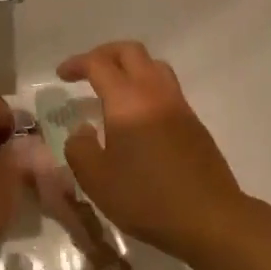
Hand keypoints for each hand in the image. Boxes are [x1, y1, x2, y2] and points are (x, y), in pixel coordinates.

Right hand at [57, 42, 247, 262]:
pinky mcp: (194, 123)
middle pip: (131, 52)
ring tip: (112, 90)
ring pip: (154, 66)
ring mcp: (180, 106)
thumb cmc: (146, 198)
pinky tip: (136, 117)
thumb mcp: (96, 179)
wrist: (209, 217)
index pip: (99, 64)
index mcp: (128, 101)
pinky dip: (146, 88)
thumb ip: (79, 148)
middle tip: (86, 71)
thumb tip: (82, 130)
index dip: (77, 64)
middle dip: (105, 54)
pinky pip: (167, 89)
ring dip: (130, 68)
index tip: (61, 76)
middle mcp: (156, 93)